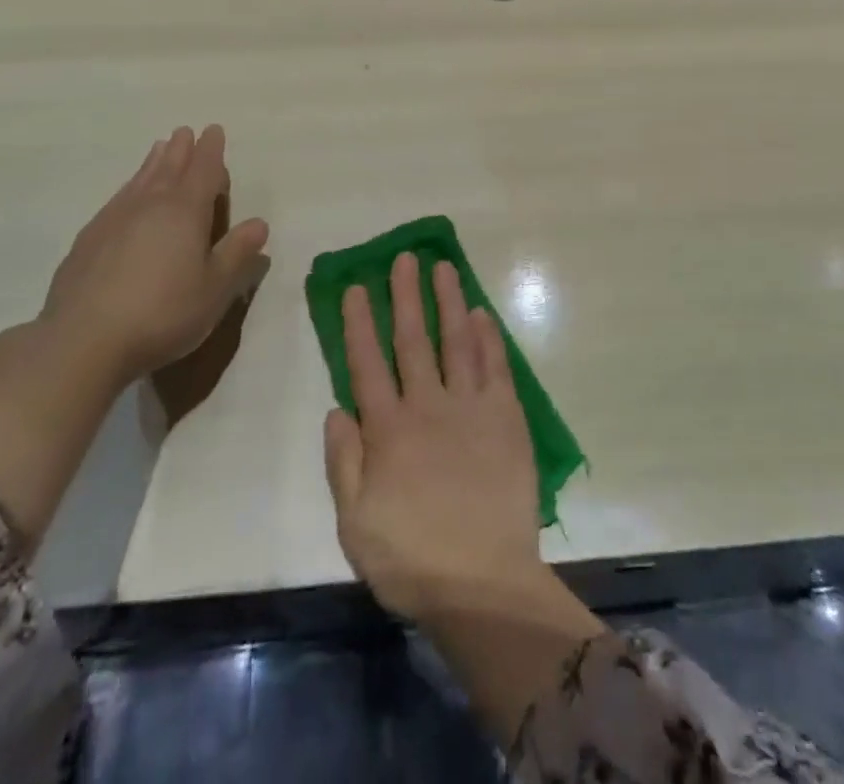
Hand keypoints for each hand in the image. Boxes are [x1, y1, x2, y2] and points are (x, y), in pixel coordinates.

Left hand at [40, 125, 269, 384]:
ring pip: (140, 181)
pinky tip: (126, 196)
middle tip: (186, 132)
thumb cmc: (162, 313)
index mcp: (185, 212)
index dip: (211, 151)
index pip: (203, 171)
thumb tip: (259, 223)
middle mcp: (149, 206)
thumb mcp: (214, 289)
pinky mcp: (88, 241)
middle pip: (169, 168)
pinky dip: (129, 188)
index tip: (213, 130)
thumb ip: (237, 253)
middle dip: (181, 150)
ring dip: (153, 162)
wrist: (82, 341)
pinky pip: (117, 200)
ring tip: (159, 148)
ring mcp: (114, 220)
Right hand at [321, 252, 551, 622]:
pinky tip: (483, 314)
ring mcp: (471, 408)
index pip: (368, 363)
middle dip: (406, 295)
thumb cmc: (412, 559)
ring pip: (457, 341)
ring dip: (449, 301)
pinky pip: (496, 367)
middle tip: (404, 258)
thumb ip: (343, 462)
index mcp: (388, 430)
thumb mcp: (355, 523)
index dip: (360, 323)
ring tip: (443, 267)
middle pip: (413, 339)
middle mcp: (428, 406)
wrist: (483, 585)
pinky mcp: (507, 418)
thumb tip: (336, 409)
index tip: (356, 287)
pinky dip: (489, 338)